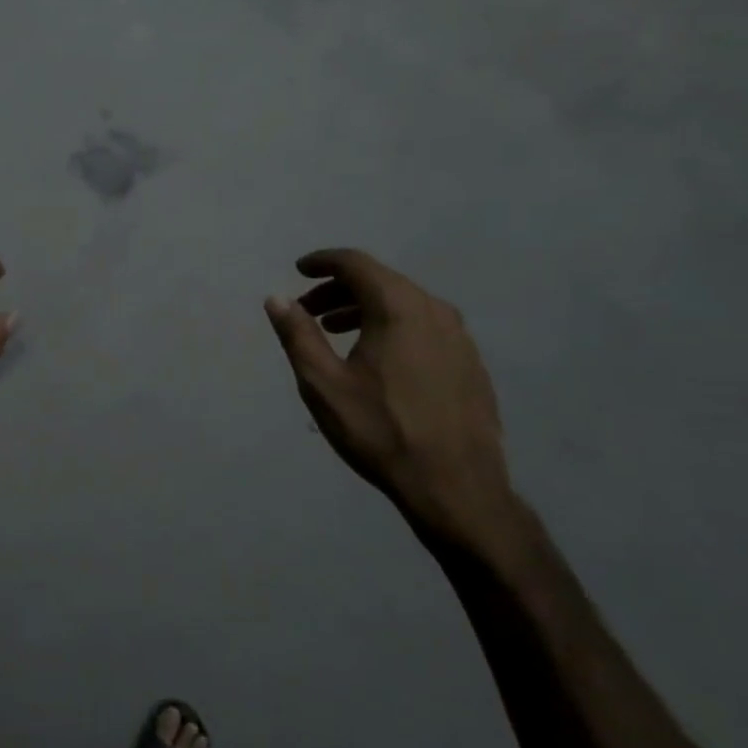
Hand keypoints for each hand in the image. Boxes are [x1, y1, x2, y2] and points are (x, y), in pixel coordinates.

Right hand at [265, 248, 519, 553]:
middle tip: (309, 310)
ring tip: (336, 332)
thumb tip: (277, 299)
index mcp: (398, 308)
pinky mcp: (470, 362)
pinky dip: (393, 327)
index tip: (299, 269)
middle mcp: (435, 310)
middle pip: (381, 281)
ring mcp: (459, 337)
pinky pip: (424, 326)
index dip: (323, 262)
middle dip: (340, 289)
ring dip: (365, 308)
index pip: (356, 264)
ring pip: (405, 304)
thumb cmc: (381, 431)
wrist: (456, 485)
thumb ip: (298, 335)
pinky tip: (378, 358)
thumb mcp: (323, 384)